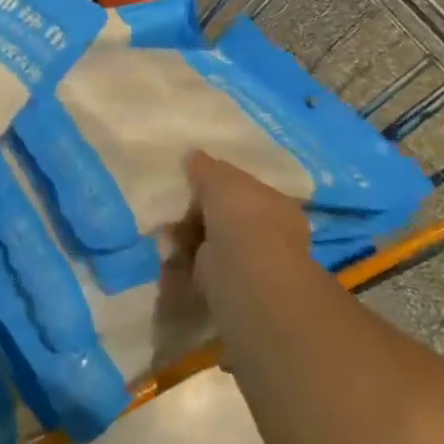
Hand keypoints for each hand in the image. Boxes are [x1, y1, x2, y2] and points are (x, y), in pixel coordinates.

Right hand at [171, 150, 315, 328]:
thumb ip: (206, 166)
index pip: (247, 190)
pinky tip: (170, 253)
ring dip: (188, 238)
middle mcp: (271, 234)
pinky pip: (202, 268)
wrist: (245, 273)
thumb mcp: (221, 177)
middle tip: (175, 209)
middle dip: (199, 214)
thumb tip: (193, 155)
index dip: (220, 186)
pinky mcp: (231, 287)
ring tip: (166, 233)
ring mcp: (252, 263)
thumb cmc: (242, 216)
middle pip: (227, 217)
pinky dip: (184, 262)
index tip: (193, 183)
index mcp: (276, 203)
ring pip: (212, 243)